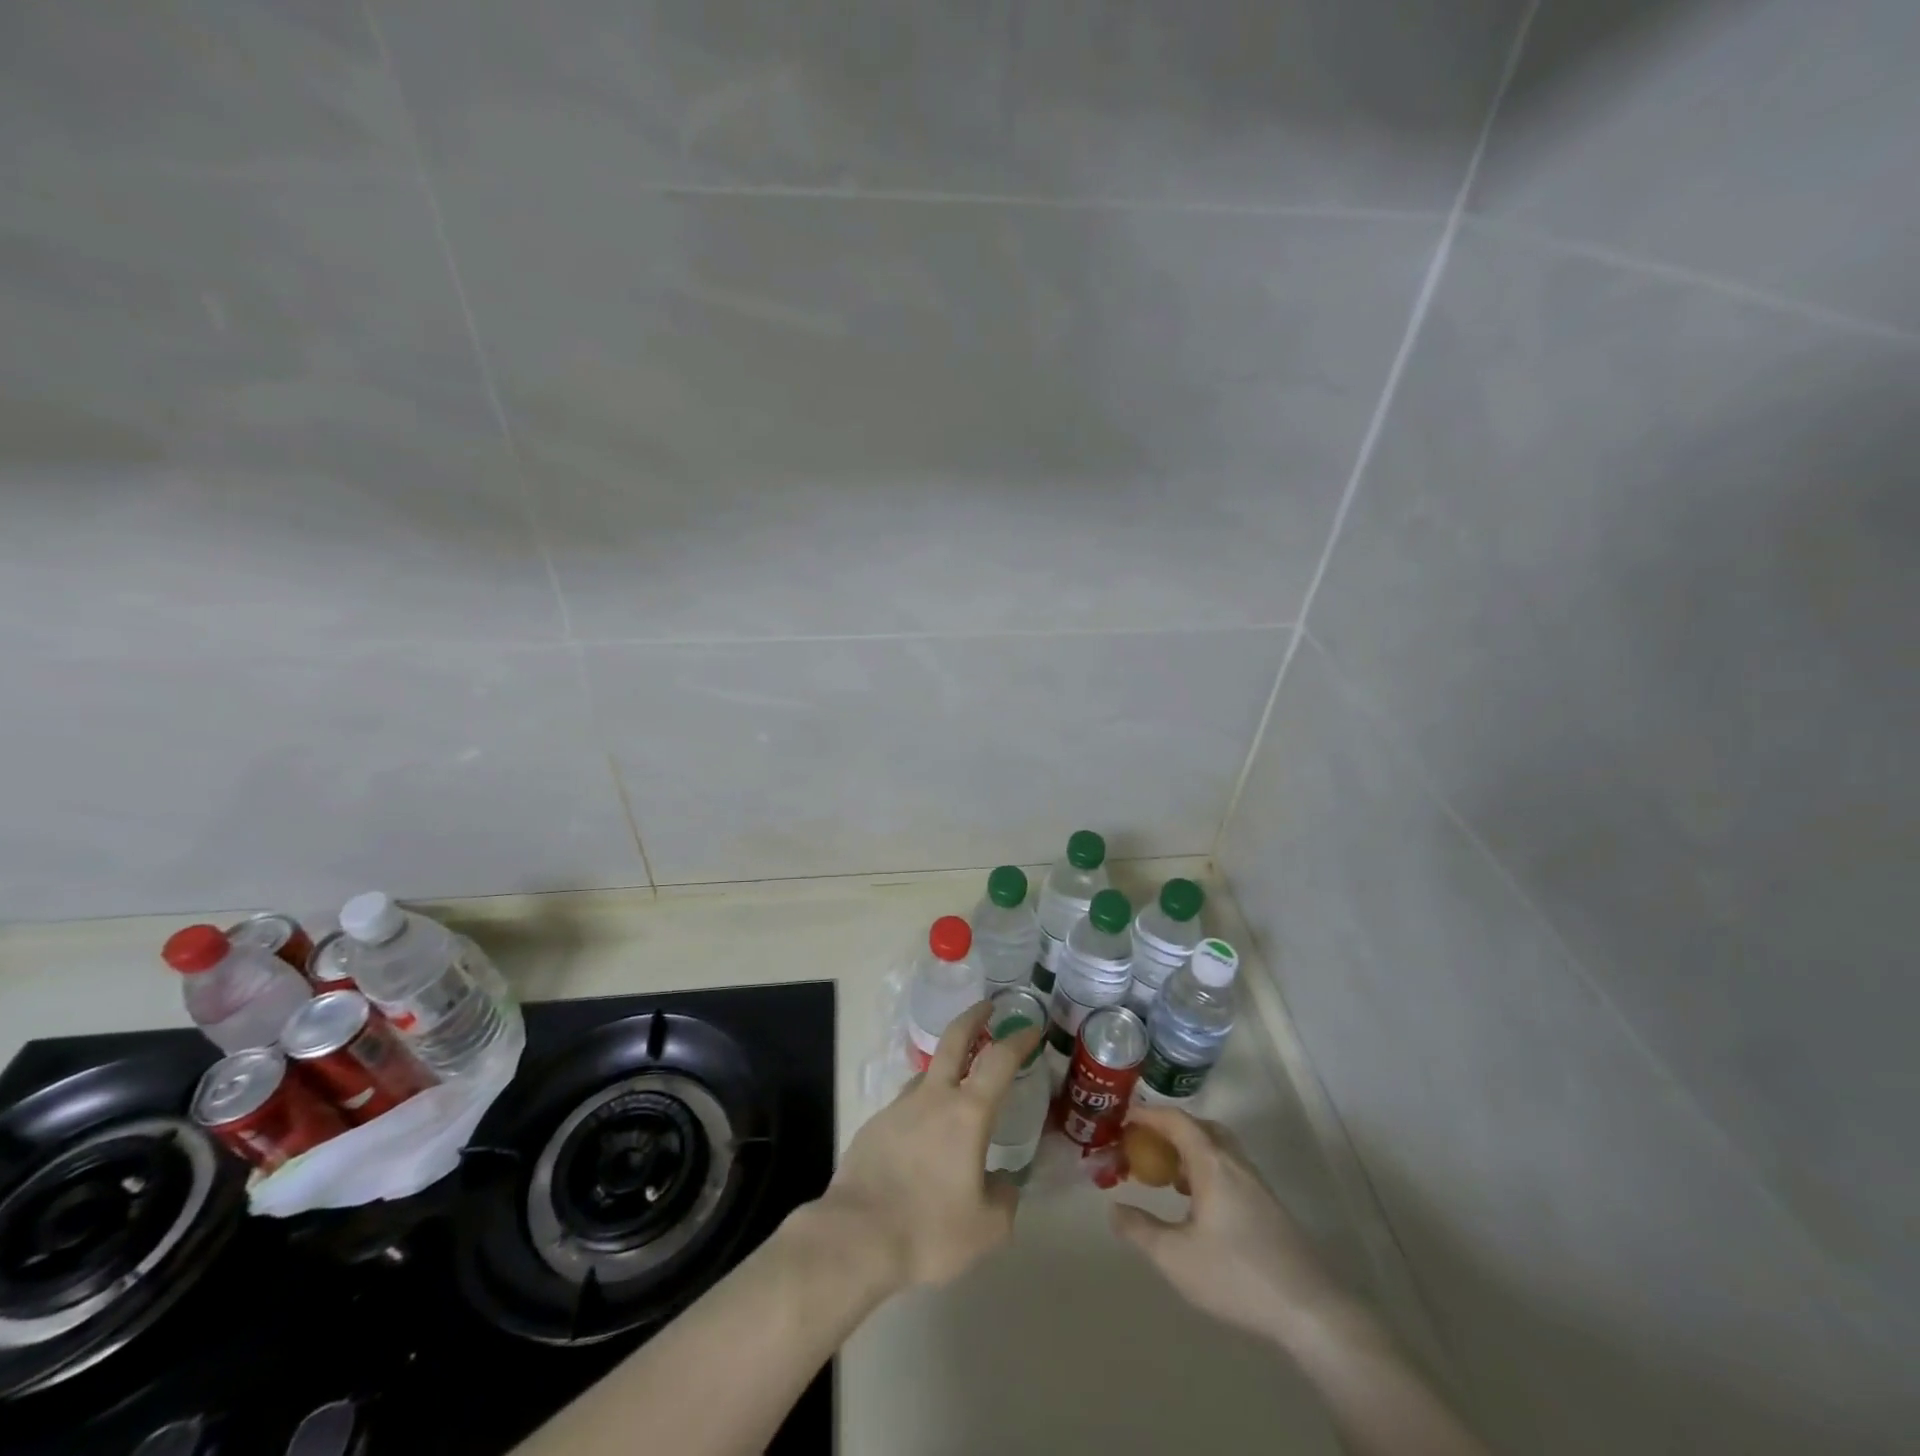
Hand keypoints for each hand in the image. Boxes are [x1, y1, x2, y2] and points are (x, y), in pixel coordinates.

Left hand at [813, 1001, 1042, 1291]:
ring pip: (927, 1075)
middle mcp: (932, 1098)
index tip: (1031, 1027)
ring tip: (956, 1091)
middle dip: (973, 1017)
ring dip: (945, 1070)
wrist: (855, 1238)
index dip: (1018, 1039)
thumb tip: (1004, 1184)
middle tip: (987, 1006)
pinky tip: (921, 1143)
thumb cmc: (928, 1230)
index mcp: (967, 1113)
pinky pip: (905, 1109)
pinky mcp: (873, 1126)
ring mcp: (898, 1108)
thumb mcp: (986, 1229)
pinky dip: (920, 1112)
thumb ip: (1004, 1200)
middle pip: (954, 1040)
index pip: (999, 1060)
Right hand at [1111, 1108, 1349, 1348]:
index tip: (1124, 1119)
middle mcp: (1235, 1163)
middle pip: (1201, 1128)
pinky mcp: (1268, 1206)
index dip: (1148, 1114)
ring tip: (1167, 1175)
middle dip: (1170, 1129)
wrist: (1310, 1310)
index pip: (1177, 1120)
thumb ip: (1140, 1230)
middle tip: (1146, 1144)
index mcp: (1212, 1163)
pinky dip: (1207, 1170)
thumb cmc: (1236, 1276)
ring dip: (1190, 1151)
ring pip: (1218, 1149)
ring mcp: (1256, 1184)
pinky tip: (1198, 1204)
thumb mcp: (1175, 1257)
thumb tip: (1114, 1209)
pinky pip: (1229, 1169)